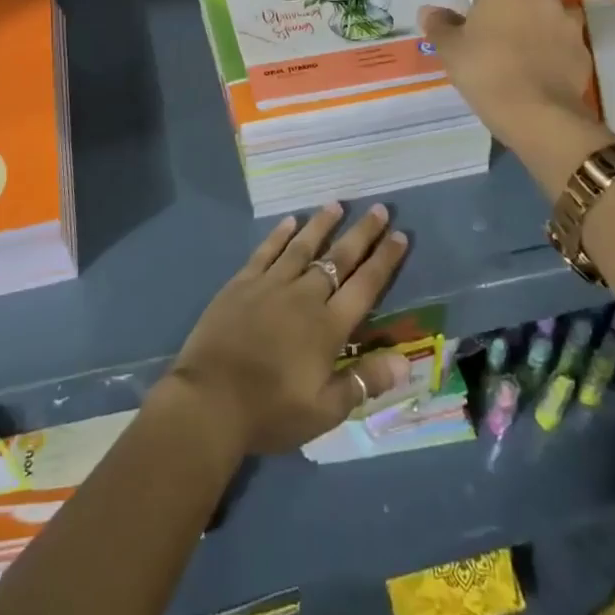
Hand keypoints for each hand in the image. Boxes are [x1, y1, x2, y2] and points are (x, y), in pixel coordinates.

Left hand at [165, 203, 412, 456]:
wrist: (209, 400)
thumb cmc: (270, 410)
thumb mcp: (325, 410)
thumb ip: (363, 382)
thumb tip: (405, 362)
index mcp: (328, 326)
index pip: (365, 285)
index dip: (385, 260)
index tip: (400, 236)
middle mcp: (304, 296)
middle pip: (339, 258)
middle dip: (362, 233)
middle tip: (380, 209)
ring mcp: (270, 285)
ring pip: (303, 246)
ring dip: (322, 224)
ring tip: (336, 204)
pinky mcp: (242, 283)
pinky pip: (266, 251)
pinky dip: (279, 235)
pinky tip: (289, 221)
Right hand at [418, 0, 598, 142]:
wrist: (537, 111)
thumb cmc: (485, 71)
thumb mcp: (450, 49)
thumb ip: (439, 25)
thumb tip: (429, 10)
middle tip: (501, 17)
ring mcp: (566, 21)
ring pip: (552, 9)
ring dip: (541, 17)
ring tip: (526, 38)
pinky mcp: (582, 47)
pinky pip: (565, 37)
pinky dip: (555, 43)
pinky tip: (543, 61)